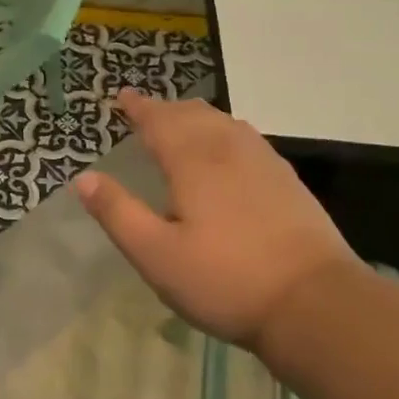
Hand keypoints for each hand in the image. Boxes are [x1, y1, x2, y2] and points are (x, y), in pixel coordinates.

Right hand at [73, 92, 357, 346]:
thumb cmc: (225, 279)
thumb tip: (83, 178)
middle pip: (193, 114)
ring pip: (223, 122)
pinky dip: (223, 130)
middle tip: (146, 111)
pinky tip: (227, 150)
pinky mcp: (286, 179)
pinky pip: (246, 137)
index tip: (122, 95)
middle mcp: (228, 149)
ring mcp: (263, 161)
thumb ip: (117, 213)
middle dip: (166, 109)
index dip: (139, 107)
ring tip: (181, 122)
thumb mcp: (156, 254)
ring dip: (195, 115)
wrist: (315, 303)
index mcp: (193, 161)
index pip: (159, 120)